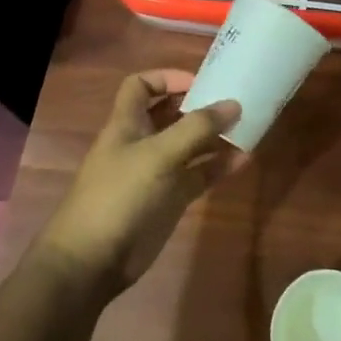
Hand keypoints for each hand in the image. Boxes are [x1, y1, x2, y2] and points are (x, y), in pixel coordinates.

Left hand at [34, 70, 244, 297]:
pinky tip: (244, 159)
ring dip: (215, 136)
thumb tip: (234, 104)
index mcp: (127, 124)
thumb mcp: (158, 154)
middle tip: (233, 100)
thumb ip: (196, 128)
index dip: (167, 78)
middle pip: (171, 114)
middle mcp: (142, 143)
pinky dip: (219, 165)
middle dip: (199, 105)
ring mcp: (157, 172)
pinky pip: (198, 174)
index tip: (200, 82)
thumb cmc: (118, 196)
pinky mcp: (170, 199)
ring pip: (189, 145)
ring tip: (247, 127)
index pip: (141, 86)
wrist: (92, 262)